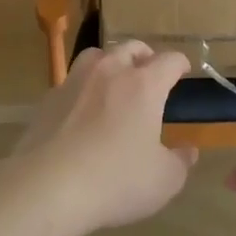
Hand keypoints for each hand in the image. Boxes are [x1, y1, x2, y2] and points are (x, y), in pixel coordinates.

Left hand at [0, 41, 196, 235]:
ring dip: (110, 62)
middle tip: (150, 71)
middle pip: (130, 48)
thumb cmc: (115, 180)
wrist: (47, 187)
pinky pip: (71, 82)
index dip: (180, 64)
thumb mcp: (163, 180)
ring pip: (96, 56)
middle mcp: (109, 72)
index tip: (183, 70)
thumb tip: (188, 151)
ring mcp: (74, 82)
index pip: (169, 61)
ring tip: (114, 80)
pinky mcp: (48, 100)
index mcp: (143, 85)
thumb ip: (180, 162)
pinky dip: (82, 88)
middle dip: (145, 56)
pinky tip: (82, 109)